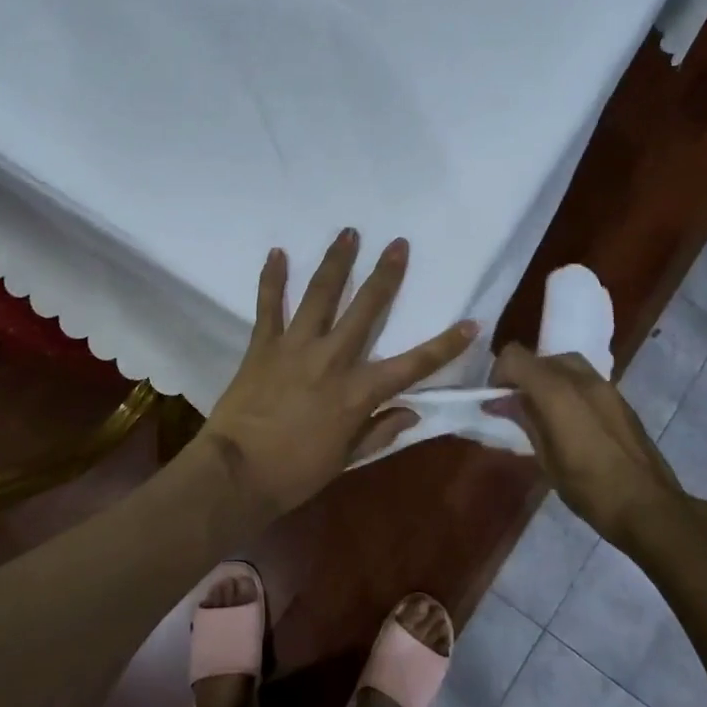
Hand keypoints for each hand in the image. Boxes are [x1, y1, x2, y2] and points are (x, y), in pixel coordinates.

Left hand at [197, 229, 478, 517]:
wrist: (236, 473)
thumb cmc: (295, 473)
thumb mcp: (346, 460)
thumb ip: (380, 431)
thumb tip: (411, 412)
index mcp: (357, 393)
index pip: (413, 365)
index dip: (445, 345)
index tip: (471, 322)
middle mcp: (332, 359)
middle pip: (365, 310)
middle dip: (385, 275)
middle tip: (398, 244)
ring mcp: (295, 347)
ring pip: (320, 295)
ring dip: (336, 262)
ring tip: (348, 233)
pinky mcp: (263, 345)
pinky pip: (269, 306)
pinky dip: (272, 279)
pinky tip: (277, 253)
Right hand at [487, 343, 706, 555]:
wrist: (649, 507)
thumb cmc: (590, 489)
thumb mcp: (546, 458)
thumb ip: (525, 420)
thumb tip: (503, 402)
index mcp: (557, 392)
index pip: (515, 357)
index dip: (499, 373)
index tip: (496, 399)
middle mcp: (582, 379)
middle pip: (541, 358)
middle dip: (524, 375)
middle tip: (517, 406)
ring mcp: (606, 387)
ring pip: (565, 364)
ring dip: (547, 379)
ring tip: (542, 412)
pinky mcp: (620, 399)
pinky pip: (585, 379)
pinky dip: (568, 388)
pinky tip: (569, 420)